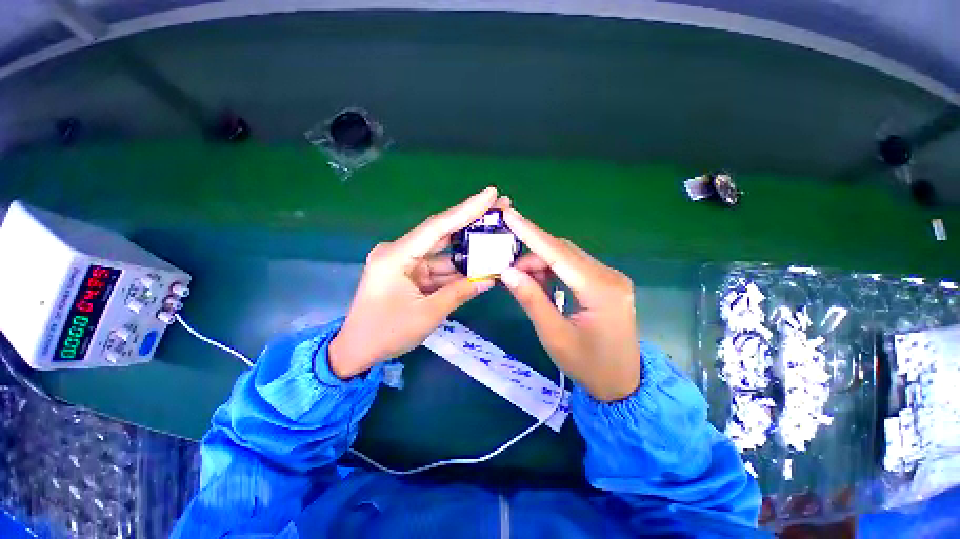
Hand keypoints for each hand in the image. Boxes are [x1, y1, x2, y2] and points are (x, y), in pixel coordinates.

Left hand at [329, 187, 507, 378]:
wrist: (357, 350)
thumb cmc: (386, 333)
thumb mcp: (427, 314)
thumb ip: (459, 293)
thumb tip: (490, 279)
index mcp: (396, 256)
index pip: (437, 227)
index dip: (466, 210)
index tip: (491, 194)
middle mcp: (399, 251)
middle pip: (441, 232)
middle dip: (471, 221)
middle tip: (500, 208)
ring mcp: (405, 262)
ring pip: (442, 250)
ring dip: (468, 247)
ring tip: (496, 236)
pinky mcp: (409, 272)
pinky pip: (438, 265)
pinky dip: (457, 267)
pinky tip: (480, 262)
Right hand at [499, 209, 640, 401]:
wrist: (622, 383)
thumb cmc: (588, 366)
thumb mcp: (554, 336)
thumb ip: (531, 300)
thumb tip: (507, 272)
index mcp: (601, 289)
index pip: (559, 253)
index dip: (532, 233)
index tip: (510, 215)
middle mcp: (609, 275)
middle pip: (563, 252)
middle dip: (533, 256)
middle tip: (509, 271)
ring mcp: (610, 277)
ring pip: (567, 257)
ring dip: (542, 264)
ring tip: (523, 280)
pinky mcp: (606, 283)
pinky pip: (574, 267)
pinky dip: (553, 271)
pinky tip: (541, 283)